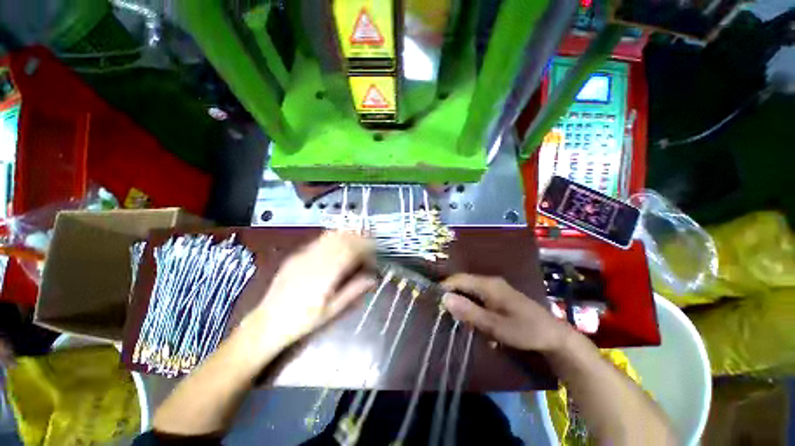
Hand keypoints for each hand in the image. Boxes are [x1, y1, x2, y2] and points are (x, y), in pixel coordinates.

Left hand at [245, 232, 375, 353]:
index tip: (374, 255)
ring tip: (356, 244)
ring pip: (331, 236)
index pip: (351, 250)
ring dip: (347, 236)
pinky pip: (319, 240)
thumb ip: (354, 291)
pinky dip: (333, 239)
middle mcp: (315, 259)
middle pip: (342, 239)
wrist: (267, 323)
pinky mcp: (296, 255)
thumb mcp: (332, 310)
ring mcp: (303, 255)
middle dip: (359, 239)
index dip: (366, 248)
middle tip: (369, 248)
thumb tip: (373, 278)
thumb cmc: (303, 321)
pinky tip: (337, 246)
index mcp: (326, 273)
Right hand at [442, 274, 572, 352]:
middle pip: (463, 283)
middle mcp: (490, 282)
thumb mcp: (495, 325)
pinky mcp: (499, 295)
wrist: (554, 336)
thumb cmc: (525, 330)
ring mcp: (495, 288)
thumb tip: (445, 299)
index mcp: (488, 285)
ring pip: (470, 289)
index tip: (434, 301)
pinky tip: (470, 316)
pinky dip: (470, 304)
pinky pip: (478, 295)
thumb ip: (469, 312)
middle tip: (442, 311)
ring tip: (452, 314)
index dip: (445, 287)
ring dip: (461, 300)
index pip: (459, 279)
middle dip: (451, 294)